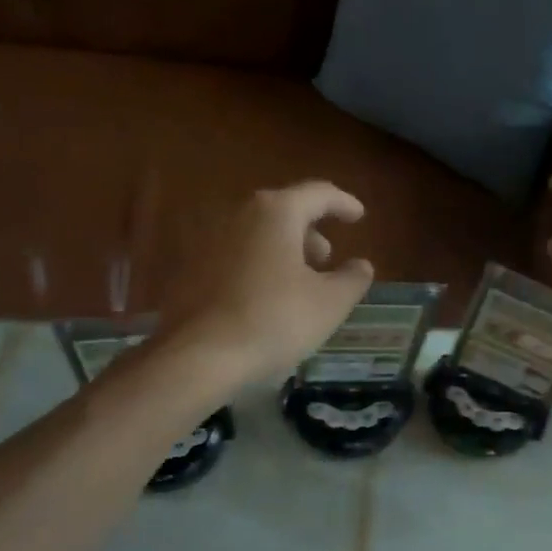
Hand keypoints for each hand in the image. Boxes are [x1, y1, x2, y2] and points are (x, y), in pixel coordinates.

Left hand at [156, 181, 374, 388]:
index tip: (359, 216)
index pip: (318, 194)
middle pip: (283, 212)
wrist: (200, 356)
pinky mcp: (191, 269)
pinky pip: (235, 256)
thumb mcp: (330, 303)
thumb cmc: (275, 321)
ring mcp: (209, 240)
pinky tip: (266, 297)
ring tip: (299, 281)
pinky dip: (257, 266)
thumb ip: (352, 278)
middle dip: (309, 232)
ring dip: (282, 250)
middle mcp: (238, 214)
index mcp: (276, 212)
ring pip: (256, 234)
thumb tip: (360, 265)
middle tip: (327, 258)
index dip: (343, 204)